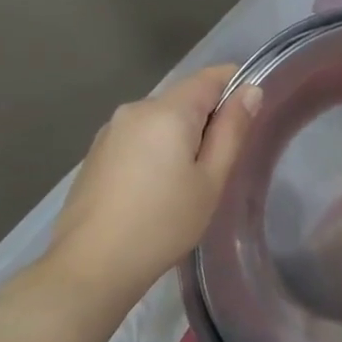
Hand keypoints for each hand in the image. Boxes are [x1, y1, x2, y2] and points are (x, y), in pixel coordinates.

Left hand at [49, 65, 260, 299]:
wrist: (92, 265)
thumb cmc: (163, 223)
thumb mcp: (210, 180)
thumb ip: (232, 131)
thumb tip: (250, 91)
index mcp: (167, 111)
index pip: (211, 76)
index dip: (237, 87)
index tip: (248, 122)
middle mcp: (135, 109)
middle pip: (185, 98)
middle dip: (208, 119)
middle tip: (220, 166)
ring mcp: (110, 131)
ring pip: (161, 120)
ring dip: (181, 137)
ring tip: (189, 183)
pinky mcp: (96, 153)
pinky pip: (139, 137)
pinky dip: (157, 150)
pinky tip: (156, 190)